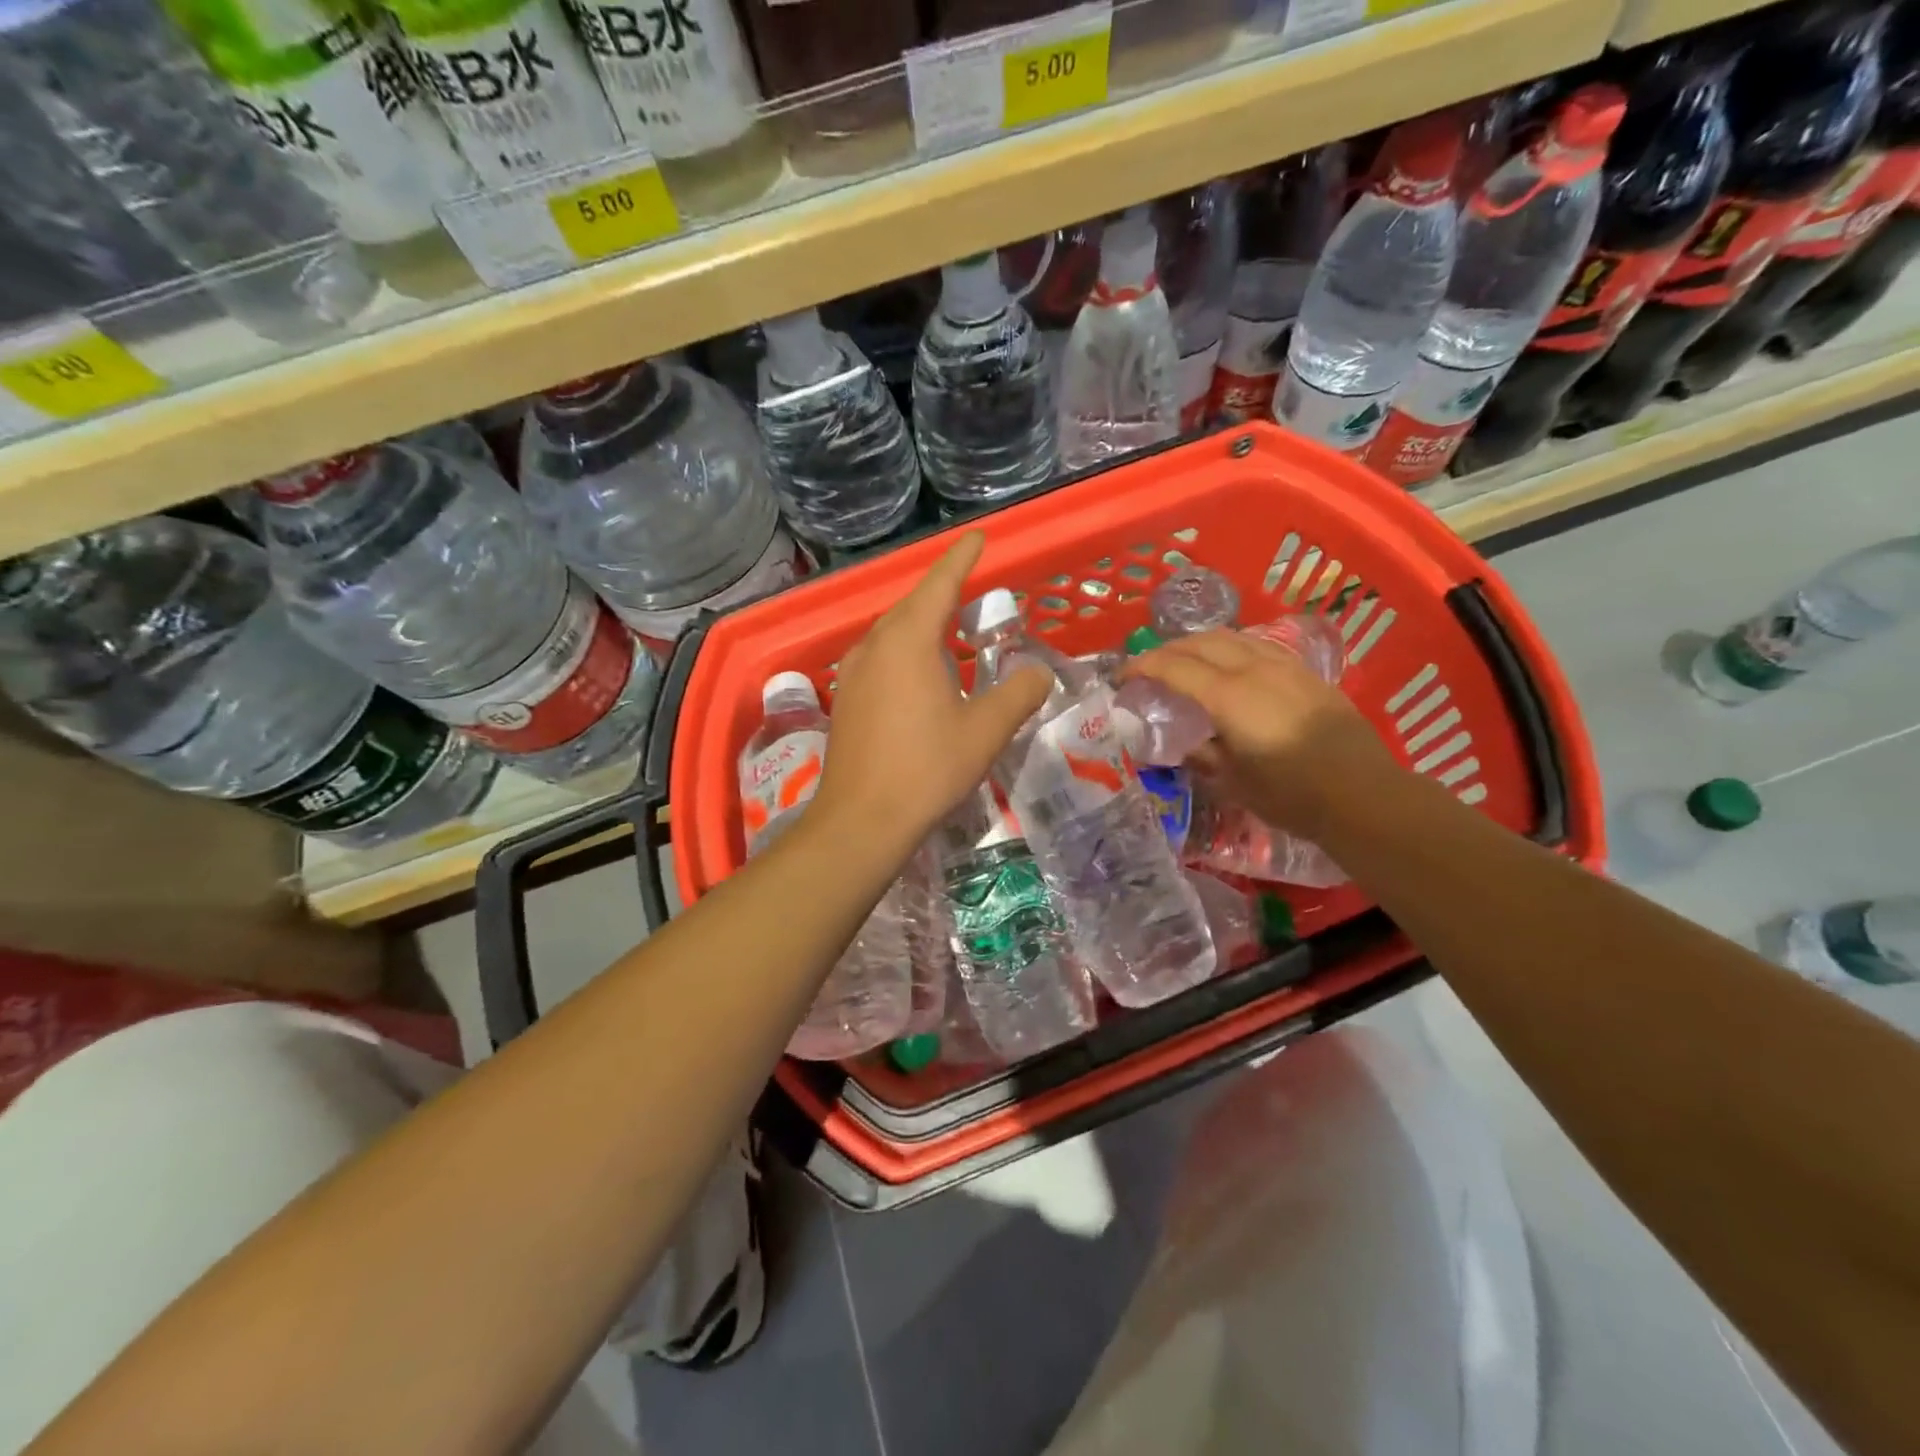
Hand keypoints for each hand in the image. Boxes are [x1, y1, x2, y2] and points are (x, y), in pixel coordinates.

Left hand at [815, 532, 1051, 846]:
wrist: (861, 820)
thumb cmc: (926, 769)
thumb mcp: (985, 731)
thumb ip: (1019, 694)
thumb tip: (1039, 672)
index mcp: (909, 640)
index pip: (940, 584)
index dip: (962, 558)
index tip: (979, 538)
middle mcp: (875, 645)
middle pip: (913, 604)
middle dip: (943, 592)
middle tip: (974, 588)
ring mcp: (853, 672)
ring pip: (892, 632)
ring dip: (923, 624)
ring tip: (951, 630)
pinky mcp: (845, 698)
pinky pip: (880, 657)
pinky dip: (906, 651)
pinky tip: (921, 674)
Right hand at [1118, 630, 1394, 834]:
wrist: (1363, 795)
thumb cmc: (1291, 795)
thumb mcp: (1234, 783)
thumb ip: (1204, 756)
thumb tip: (1188, 745)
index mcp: (1230, 696)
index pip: (1175, 667)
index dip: (1143, 666)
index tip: (1122, 675)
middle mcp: (1255, 669)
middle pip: (1203, 642)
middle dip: (1169, 648)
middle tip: (1150, 666)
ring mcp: (1286, 667)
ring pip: (1234, 636)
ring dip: (1201, 642)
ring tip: (1186, 659)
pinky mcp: (1307, 674)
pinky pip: (1259, 646)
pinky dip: (1232, 647)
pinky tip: (1232, 664)